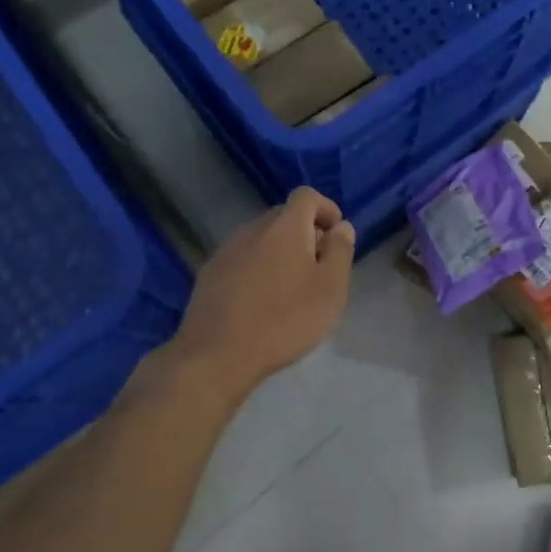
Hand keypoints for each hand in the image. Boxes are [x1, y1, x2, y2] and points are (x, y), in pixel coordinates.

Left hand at [170, 187, 356, 395]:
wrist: (217, 355)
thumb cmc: (285, 320)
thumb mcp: (330, 289)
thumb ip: (340, 251)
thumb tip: (341, 227)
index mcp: (285, 227)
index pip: (307, 196)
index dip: (326, 208)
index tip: (336, 235)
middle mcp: (253, 229)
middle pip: (283, 216)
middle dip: (305, 232)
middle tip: (319, 265)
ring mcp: (226, 251)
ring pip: (261, 238)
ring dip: (280, 251)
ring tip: (291, 286)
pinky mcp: (209, 274)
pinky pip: (242, 259)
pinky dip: (258, 268)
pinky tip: (261, 300)